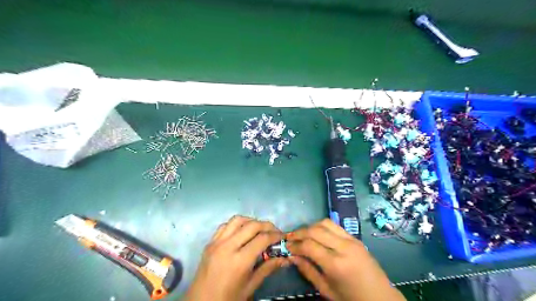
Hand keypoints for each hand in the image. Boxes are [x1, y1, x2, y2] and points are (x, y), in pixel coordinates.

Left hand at [184, 216, 286, 300]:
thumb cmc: (228, 298)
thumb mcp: (250, 286)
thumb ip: (268, 268)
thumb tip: (284, 258)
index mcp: (239, 261)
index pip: (262, 239)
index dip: (275, 235)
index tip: (283, 237)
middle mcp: (228, 247)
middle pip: (252, 225)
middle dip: (267, 225)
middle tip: (274, 232)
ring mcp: (217, 242)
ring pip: (238, 220)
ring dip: (251, 221)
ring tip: (259, 230)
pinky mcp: (210, 242)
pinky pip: (225, 225)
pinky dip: (236, 224)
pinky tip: (242, 232)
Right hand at [289, 219, 406, 300]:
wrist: (381, 298)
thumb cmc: (351, 299)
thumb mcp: (326, 290)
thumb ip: (308, 271)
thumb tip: (292, 256)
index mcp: (336, 264)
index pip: (309, 245)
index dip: (294, 244)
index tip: (286, 246)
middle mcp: (343, 247)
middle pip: (315, 230)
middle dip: (299, 232)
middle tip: (290, 238)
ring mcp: (351, 240)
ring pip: (325, 223)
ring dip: (310, 226)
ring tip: (301, 234)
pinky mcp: (355, 237)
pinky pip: (334, 225)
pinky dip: (321, 226)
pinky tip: (316, 234)